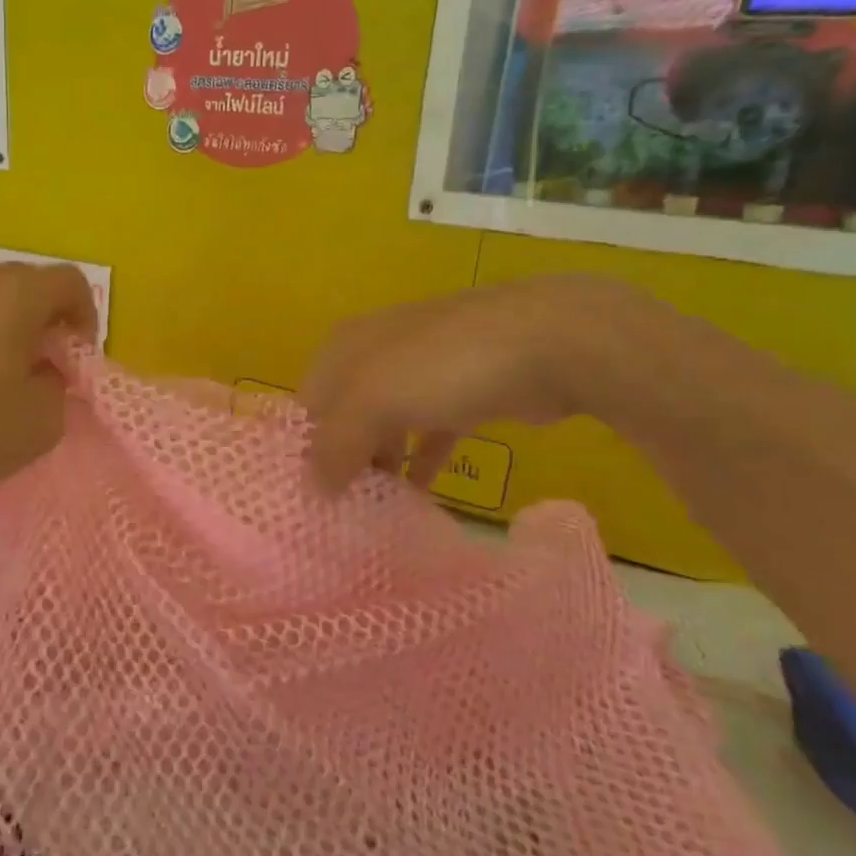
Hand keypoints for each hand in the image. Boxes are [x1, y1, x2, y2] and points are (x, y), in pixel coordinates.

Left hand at [0, 264, 97, 519]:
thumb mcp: (43, 421)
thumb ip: (59, 386)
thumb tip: (42, 372)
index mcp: (16, 295)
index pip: (71, 281)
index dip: (87, 316)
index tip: (78, 358)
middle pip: (29, 284)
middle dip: (48, 319)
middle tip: (47, 364)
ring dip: (10, 327)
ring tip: (4, 374)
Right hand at [301, 275, 636, 491]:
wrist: (551, 340)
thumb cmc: (443, 366)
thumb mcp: (372, 400)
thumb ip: (335, 446)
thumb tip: (314, 488)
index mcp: (344, 348)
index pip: (307, 406)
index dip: (304, 452)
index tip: (309, 501)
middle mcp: (374, 355)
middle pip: (345, 417)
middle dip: (343, 462)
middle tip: (343, 514)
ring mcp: (422, 372)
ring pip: (386, 427)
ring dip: (381, 466)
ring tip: (374, 514)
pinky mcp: (463, 393)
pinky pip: (428, 433)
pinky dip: (420, 462)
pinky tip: (418, 495)